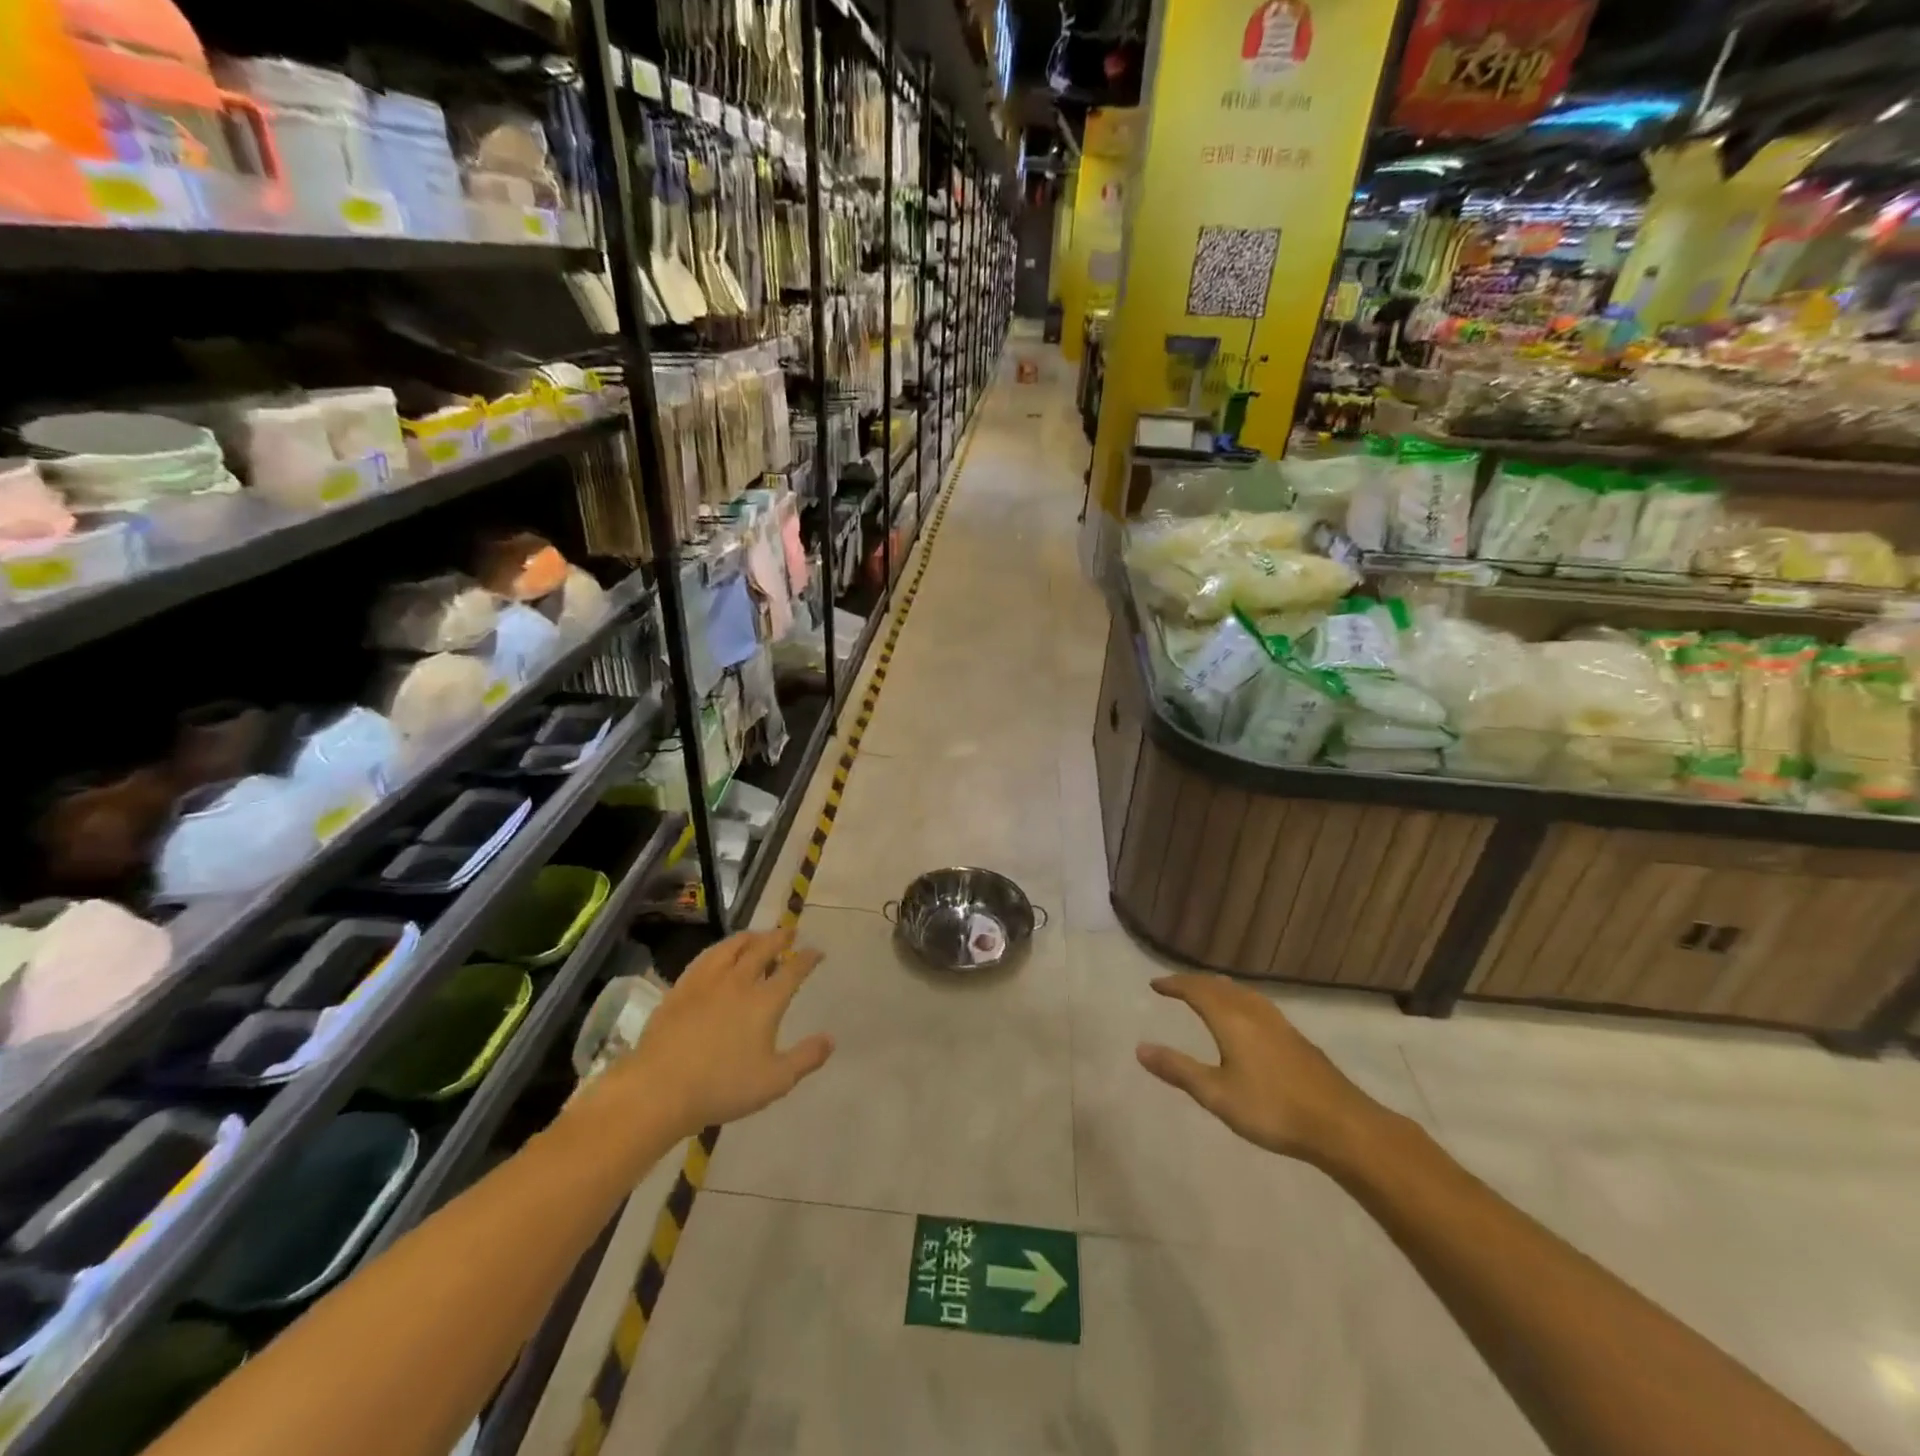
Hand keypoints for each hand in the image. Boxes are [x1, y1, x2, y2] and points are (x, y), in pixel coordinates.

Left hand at [614, 929, 833, 1138]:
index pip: (793, 971)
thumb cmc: (722, 1087)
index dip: (808, 959)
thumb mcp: (775, 1081)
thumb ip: (806, 1058)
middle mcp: (739, 981)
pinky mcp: (681, 988)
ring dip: (750, 937)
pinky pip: (705, 958)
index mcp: (765, 1001)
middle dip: (780, 938)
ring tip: (757, 935)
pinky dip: (720, 949)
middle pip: (763, 949)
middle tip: (789, 932)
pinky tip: (719, 954)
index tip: (817, 952)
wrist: (659, 1089)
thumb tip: (831, 1039)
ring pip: (732, 946)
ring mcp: (707, 982)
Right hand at [1136, 974, 1390, 1167]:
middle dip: (1194, 983)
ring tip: (1207, 993)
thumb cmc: (1272, 1109)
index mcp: (1231, 1020)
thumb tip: (1140, 1048)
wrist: (1341, 1125)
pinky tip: (1246, 1018)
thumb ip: (1178, 1070)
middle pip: (1219, 986)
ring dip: (1219, 988)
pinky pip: (1257, 1004)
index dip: (1174, 984)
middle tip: (1175, 986)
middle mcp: (1253, 1012)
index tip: (1155, 984)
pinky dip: (1239, 999)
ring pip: (1242, 993)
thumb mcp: (1217, 1095)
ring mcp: (1279, 1023)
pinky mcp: (1296, 1038)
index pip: (1196, 990)